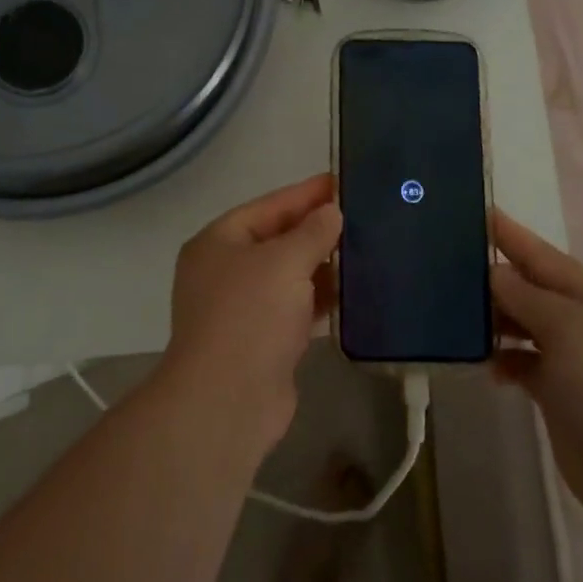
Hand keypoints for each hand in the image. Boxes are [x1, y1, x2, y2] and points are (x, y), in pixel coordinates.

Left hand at [161, 175, 340, 453]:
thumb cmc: (250, 316)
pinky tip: (352, 293)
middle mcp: (225, 271)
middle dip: (316, 230)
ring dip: (321, 266)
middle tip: (361, 216)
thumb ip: (312, 233)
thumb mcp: (284, 262)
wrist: (227, 400)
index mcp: (218, 242)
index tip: (340, 181)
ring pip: (288, 276)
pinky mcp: (262, 341)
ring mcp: (242, 308)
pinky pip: (295, 308)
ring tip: (365, 249)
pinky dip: (319, 299)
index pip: (267, 206)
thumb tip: (331, 213)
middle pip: (277, 240)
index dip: (305, 194)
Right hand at [490, 210, 582, 546]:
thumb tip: (495, 274)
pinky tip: (486, 365)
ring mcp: (577, 362)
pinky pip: (525, 364)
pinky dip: (505, 360)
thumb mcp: (569, 330)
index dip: (513, 236)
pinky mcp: (562, 396)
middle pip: (535, 290)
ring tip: (459, 315)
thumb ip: (527, 297)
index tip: (479, 212)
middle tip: (452, 264)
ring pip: (527, 327)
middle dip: (499, 277)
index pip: (546, 257)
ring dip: (498, 320)